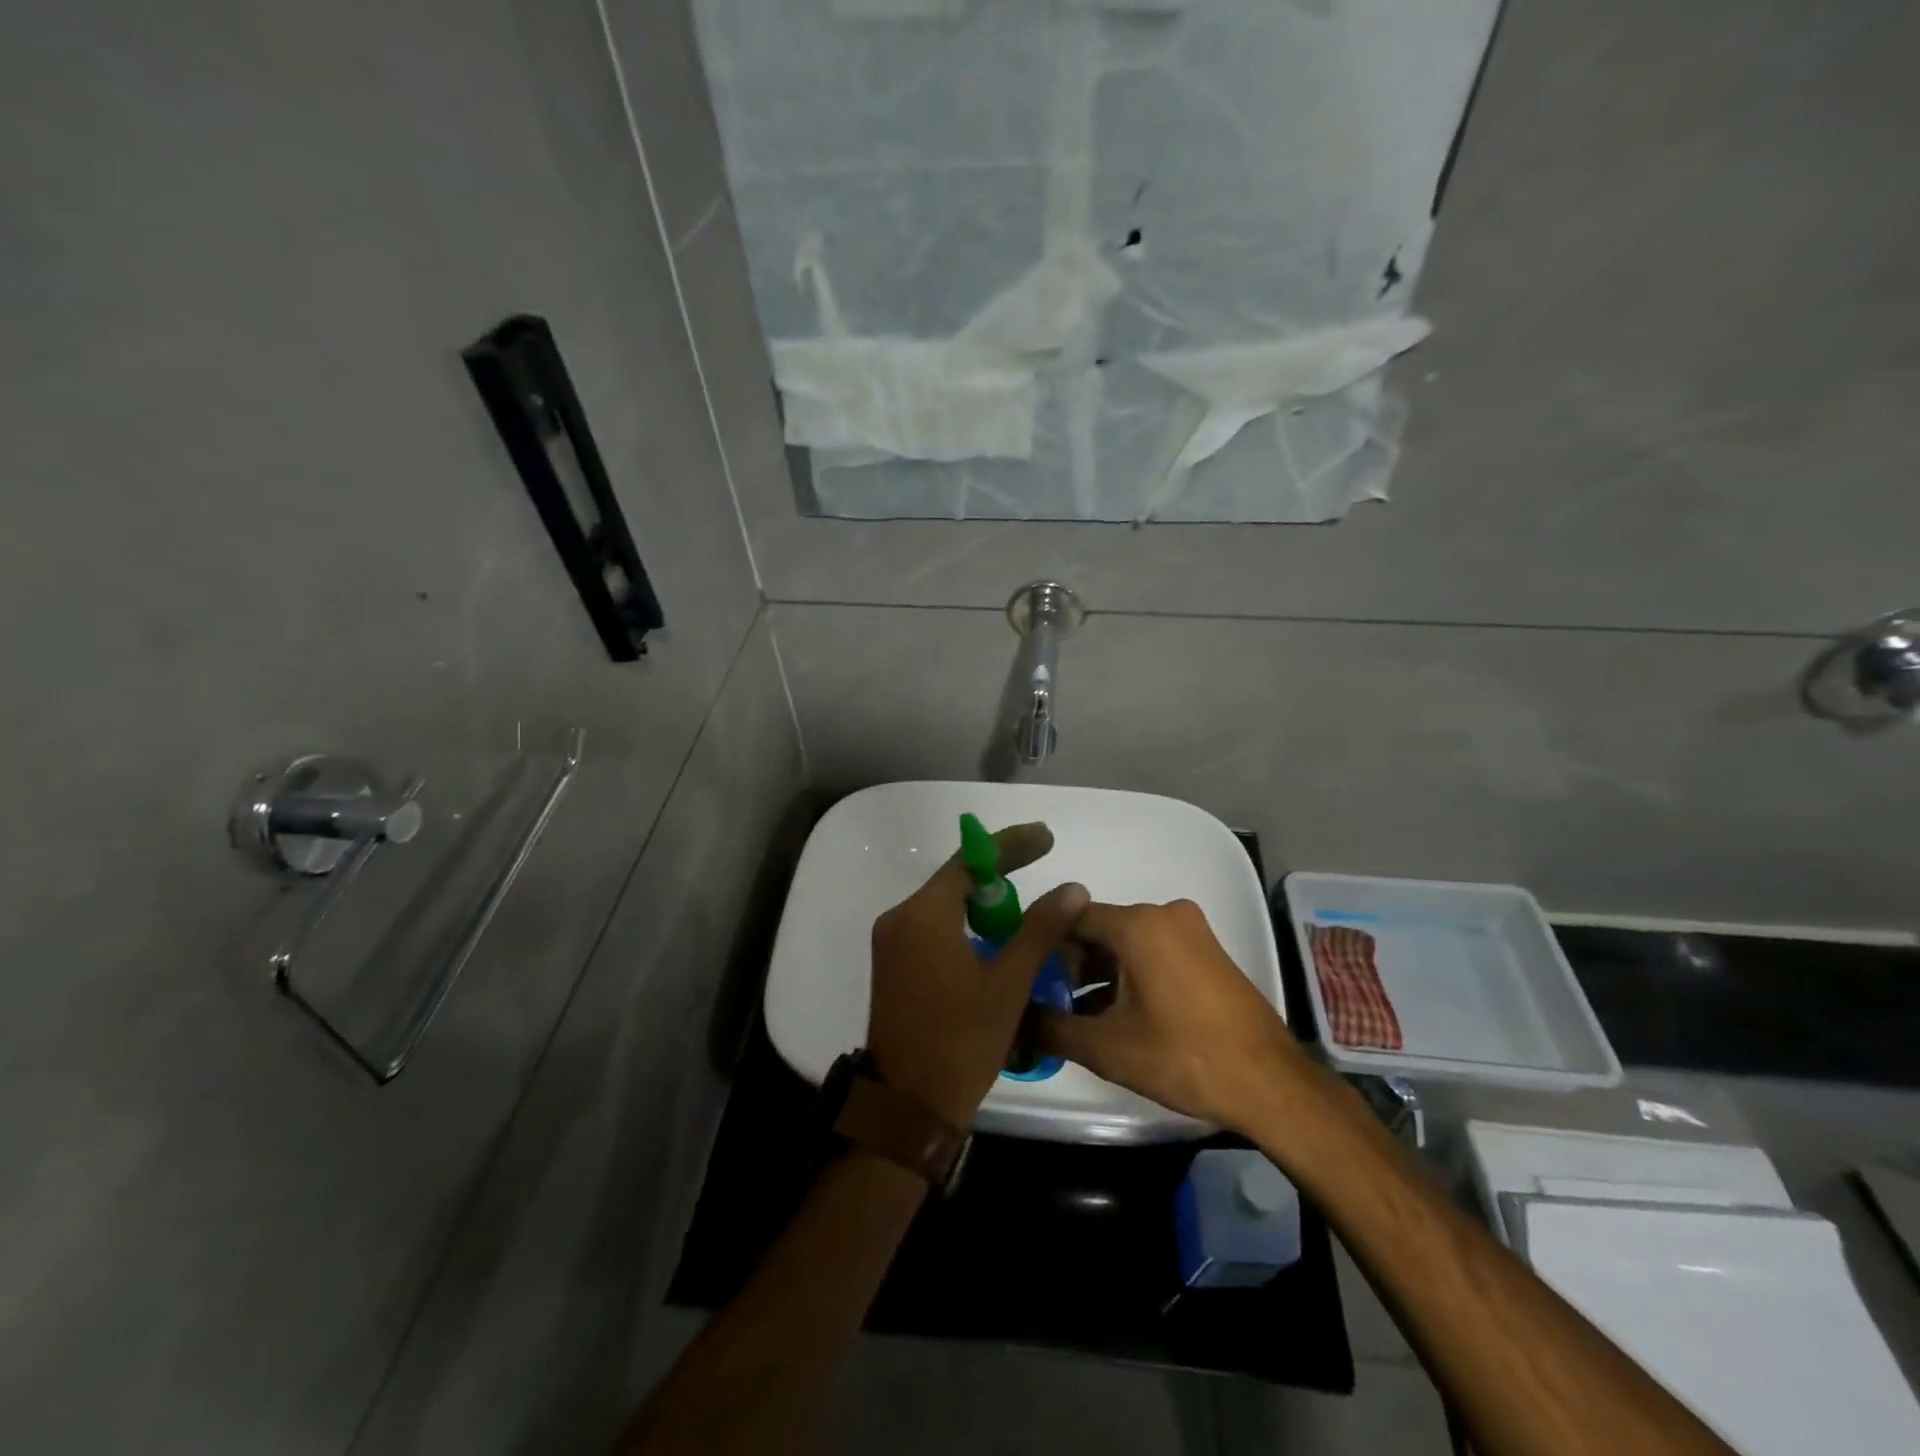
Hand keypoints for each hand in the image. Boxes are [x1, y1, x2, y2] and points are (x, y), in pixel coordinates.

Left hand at [866, 822, 1089, 1128]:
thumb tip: (1073, 888)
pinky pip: (933, 926)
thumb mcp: (1009, 983)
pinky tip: (993, 935)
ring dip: (982, 900)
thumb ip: (1040, 929)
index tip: (1046, 837)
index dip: (1010, 845)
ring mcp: (891, 942)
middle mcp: (900, 918)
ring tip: (1024, 904)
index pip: (970, 862)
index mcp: (923, 915)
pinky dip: (964, 922)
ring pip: (944, 904)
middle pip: (954, 879)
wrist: (908, 1105)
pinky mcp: (893, 963)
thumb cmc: (962, 1041)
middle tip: (1040, 861)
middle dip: (998, 871)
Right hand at [1037, 899, 1310, 1132]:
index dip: (1044, 947)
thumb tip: (1013, 1022)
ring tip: (1083, 1017)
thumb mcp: (1107, 1047)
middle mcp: (1165, 914)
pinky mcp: (1208, 952)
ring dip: (1101, 974)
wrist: (1271, 1084)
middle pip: (1100, 929)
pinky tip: (1120, 1016)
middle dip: (1073, 966)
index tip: (1029, 979)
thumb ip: (1051, 1028)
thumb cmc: (1184, 1057)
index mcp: (1138, 924)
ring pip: (1127, 942)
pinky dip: (1131, 975)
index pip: (1071, 917)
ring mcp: (1192, 931)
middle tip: (1055, 1006)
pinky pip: (1154, 951)